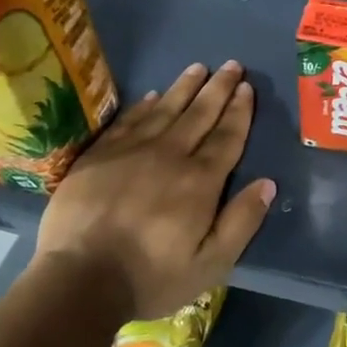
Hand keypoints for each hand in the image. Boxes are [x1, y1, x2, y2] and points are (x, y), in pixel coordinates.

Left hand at [36, 61, 274, 320]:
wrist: (77, 282)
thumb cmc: (150, 277)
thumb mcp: (210, 264)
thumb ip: (241, 222)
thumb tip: (268, 183)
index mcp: (200, 181)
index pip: (227, 136)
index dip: (239, 110)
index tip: (246, 87)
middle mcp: (169, 156)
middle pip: (199, 114)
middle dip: (218, 88)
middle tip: (231, 64)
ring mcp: (130, 152)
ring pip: (164, 109)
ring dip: (184, 87)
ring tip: (198, 67)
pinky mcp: (98, 157)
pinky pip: (127, 121)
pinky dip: (143, 106)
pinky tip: (151, 95)